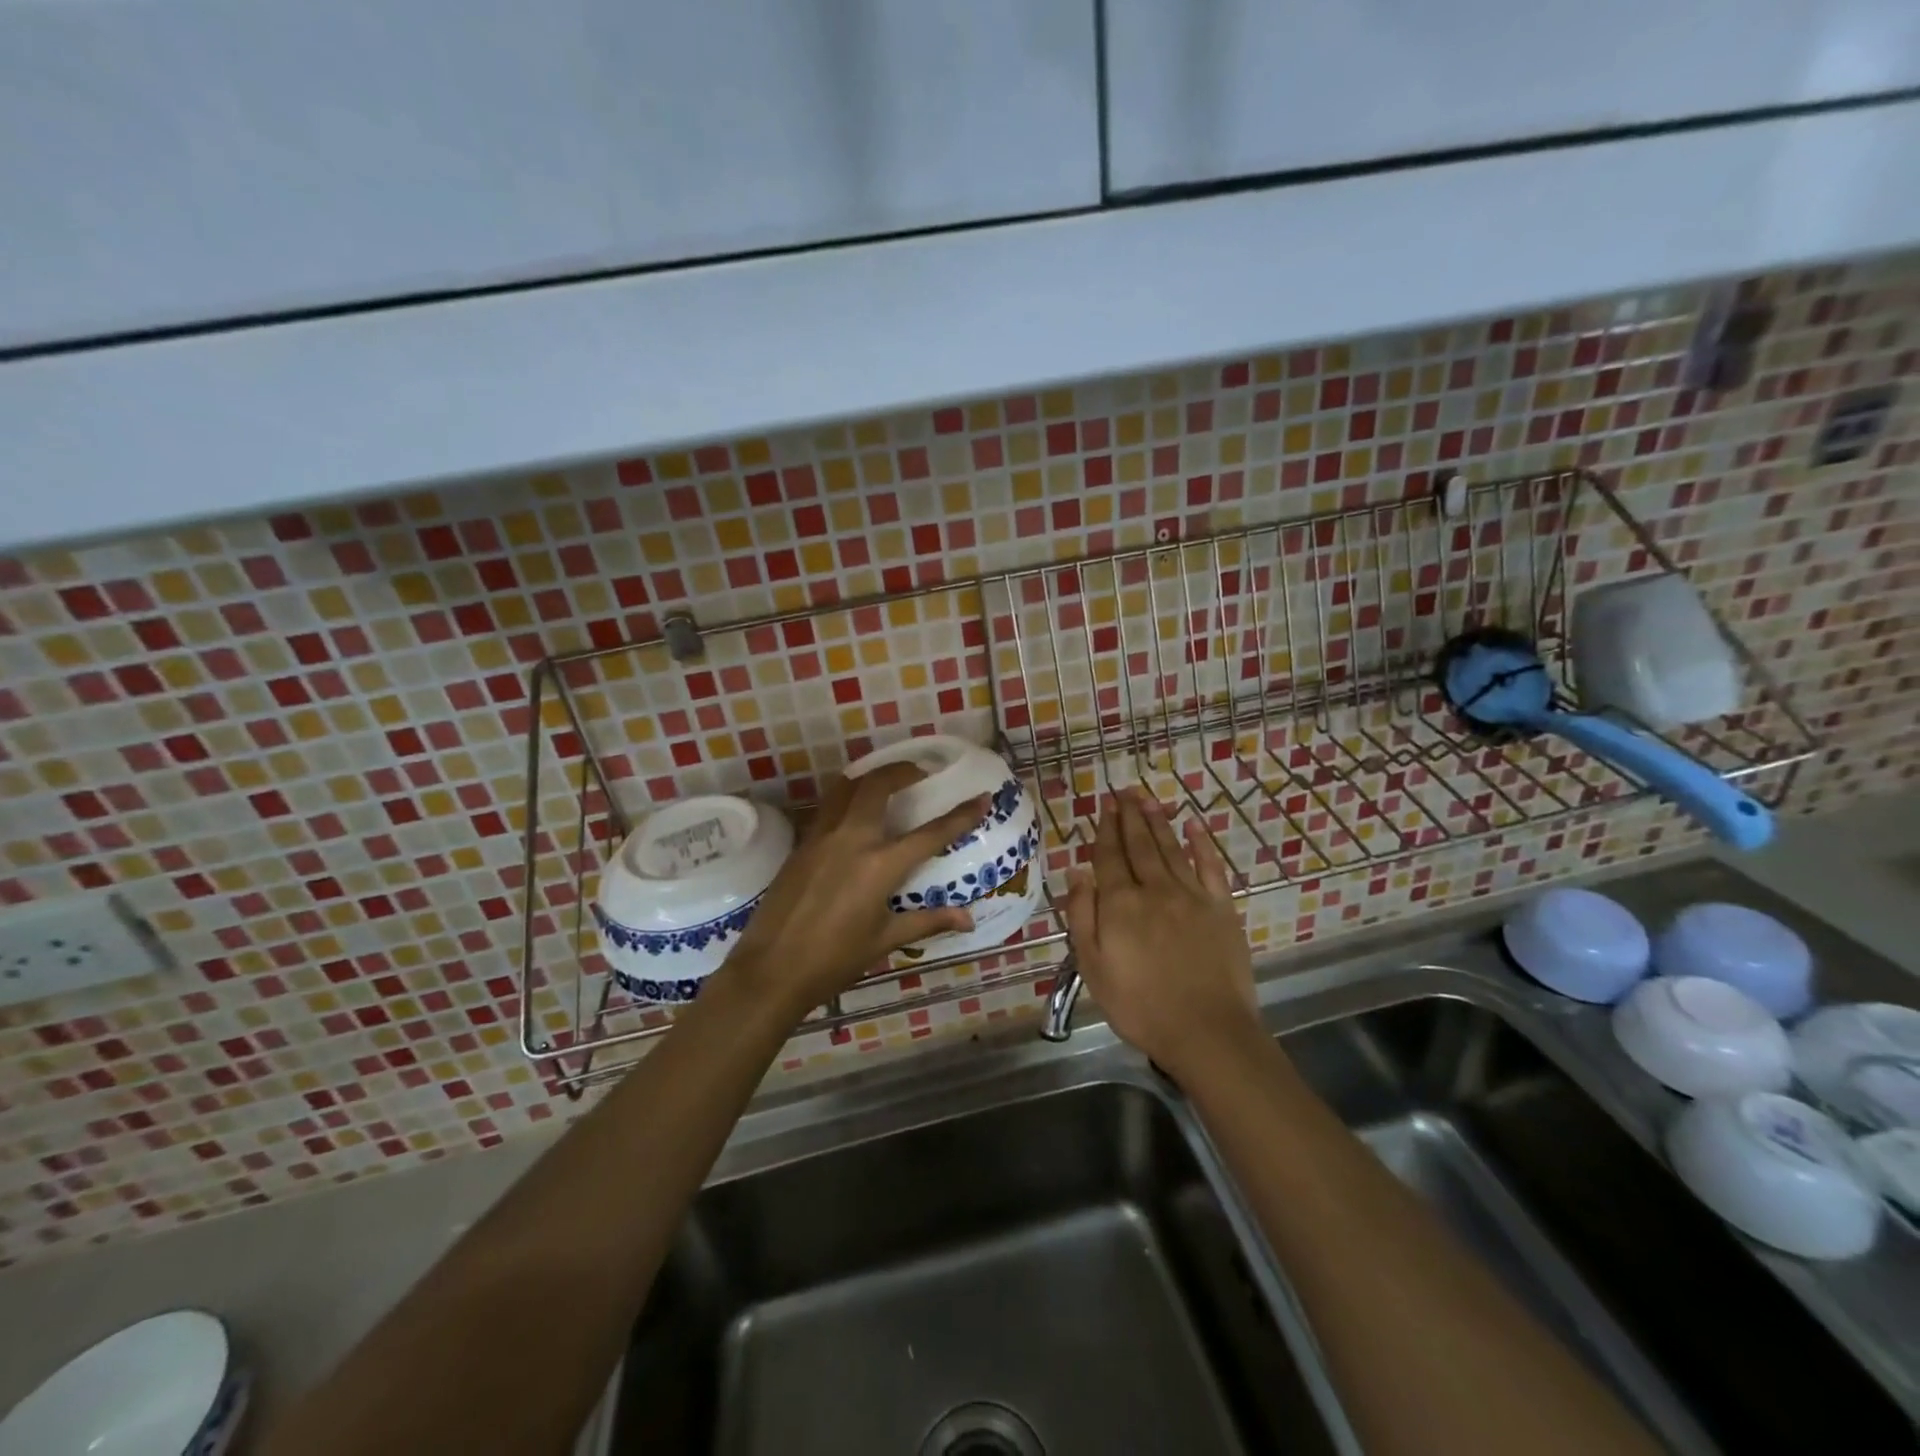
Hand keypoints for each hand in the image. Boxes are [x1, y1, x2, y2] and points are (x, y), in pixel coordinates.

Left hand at [718, 763, 987, 1021]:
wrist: (771, 970)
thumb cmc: (833, 960)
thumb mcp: (885, 940)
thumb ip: (927, 921)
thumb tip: (968, 919)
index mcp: (880, 866)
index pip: (931, 833)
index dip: (961, 814)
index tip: (981, 797)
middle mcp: (852, 840)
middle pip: (878, 786)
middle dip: (903, 771)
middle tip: (919, 773)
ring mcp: (822, 837)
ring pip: (847, 788)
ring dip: (870, 777)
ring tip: (886, 782)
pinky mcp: (801, 844)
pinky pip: (828, 808)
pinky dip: (846, 798)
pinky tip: (854, 813)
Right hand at [1064, 787, 1259, 1081]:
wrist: (1206, 1031)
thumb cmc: (1139, 1005)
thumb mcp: (1092, 967)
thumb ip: (1082, 916)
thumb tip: (1078, 872)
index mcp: (1120, 904)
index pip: (1109, 856)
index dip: (1105, 828)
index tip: (1105, 804)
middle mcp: (1154, 889)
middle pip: (1139, 845)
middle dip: (1130, 816)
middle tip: (1124, 791)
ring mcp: (1191, 896)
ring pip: (1170, 848)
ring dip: (1158, 821)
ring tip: (1148, 799)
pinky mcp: (1221, 908)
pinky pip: (1210, 867)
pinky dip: (1202, 843)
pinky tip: (1193, 825)